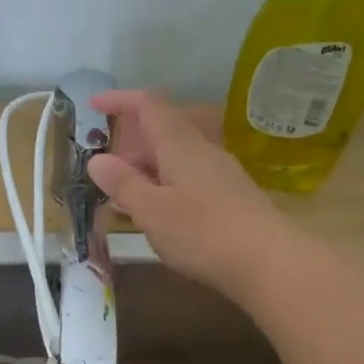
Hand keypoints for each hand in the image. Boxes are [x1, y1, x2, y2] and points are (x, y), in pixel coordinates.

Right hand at [87, 90, 287, 300]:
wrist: (270, 263)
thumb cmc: (203, 233)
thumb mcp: (152, 211)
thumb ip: (124, 184)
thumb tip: (97, 160)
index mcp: (181, 145)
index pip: (149, 106)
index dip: (120, 100)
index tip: (93, 105)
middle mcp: (203, 151)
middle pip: (162, 133)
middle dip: (129, 147)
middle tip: (105, 175)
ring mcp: (221, 174)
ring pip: (175, 159)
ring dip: (147, 171)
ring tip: (125, 200)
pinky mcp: (231, 198)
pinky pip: (189, 180)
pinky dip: (165, 187)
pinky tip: (159, 216)